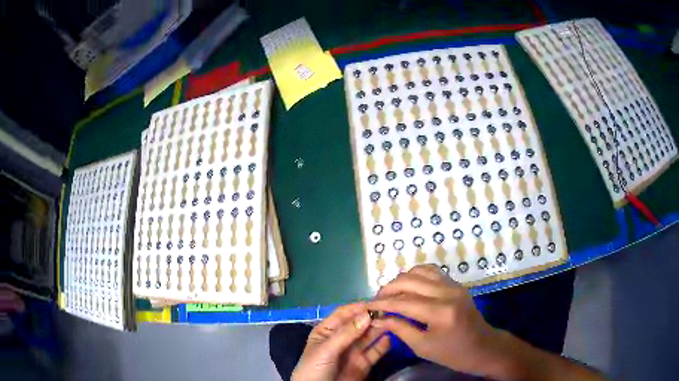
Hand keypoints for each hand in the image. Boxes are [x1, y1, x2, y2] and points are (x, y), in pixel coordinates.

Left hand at [292, 303, 390, 380]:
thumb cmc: (314, 369)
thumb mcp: (325, 350)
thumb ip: (345, 334)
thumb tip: (367, 315)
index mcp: (326, 332)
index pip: (344, 314)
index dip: (358, 307)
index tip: (376, 301)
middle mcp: (341, 339)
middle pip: (359, 324)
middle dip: (373, 318)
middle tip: (390, 311)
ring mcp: (353, 352)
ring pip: (369, 337)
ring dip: (380, 329)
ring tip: (394, 322)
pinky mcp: (363, 365)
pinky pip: (375, 352)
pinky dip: (384, 345)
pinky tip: (392, 338)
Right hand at [367, 264, 499, 375]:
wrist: (483, 347)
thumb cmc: (452, 353)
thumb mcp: (422, 346)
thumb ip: (399, 329)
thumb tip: (377, 319)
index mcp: (440, 312)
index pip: (403, 302)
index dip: (381, 304)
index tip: (366, 307)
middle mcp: (447, 292)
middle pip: (409, 280)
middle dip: (388, 289)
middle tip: (377, 301)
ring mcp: (454, 285)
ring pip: (420, 270)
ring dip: (402, 280)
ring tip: (391, 293)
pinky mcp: (456, 284)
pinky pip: (432, 271)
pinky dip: (416, 276)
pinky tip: (409, 287)